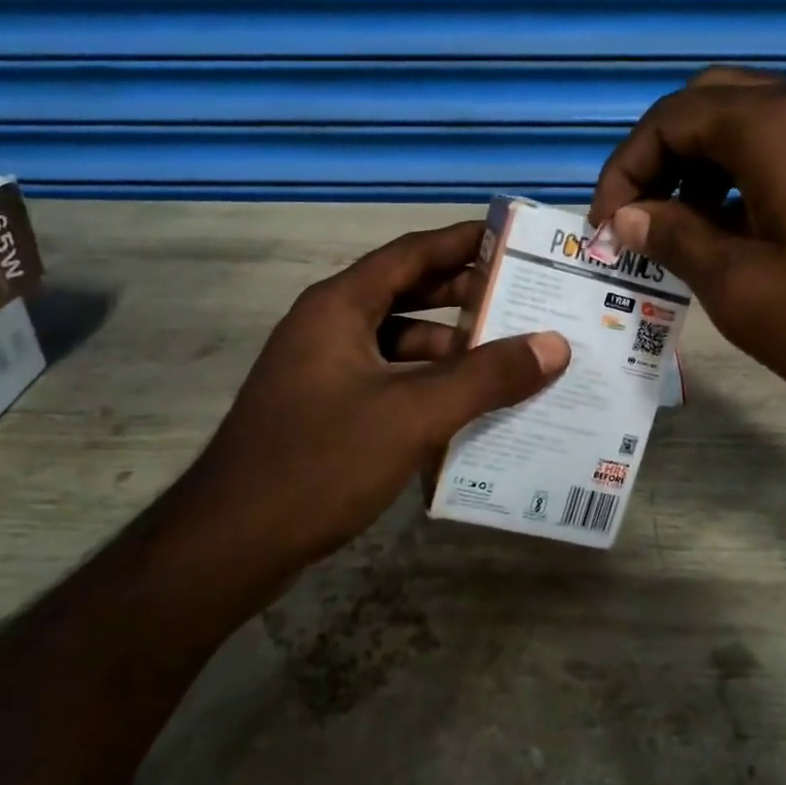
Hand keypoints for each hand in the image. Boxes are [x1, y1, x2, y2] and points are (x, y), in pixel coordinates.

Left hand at [187, 221, 569, 573]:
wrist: (231, 544)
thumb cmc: (320, 461)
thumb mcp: (413, 414)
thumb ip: (486, 377)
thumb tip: (554, 345)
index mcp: (340, 306)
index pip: (411, 253)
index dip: (463, 242)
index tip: (515, 240)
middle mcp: (328, 328)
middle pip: (407, 295)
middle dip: (465, 298)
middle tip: (526, 303)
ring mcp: (323, 372)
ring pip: (399, 345)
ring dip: (450, 350)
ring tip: (510, 361)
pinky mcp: (324, 412)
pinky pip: (388, 383)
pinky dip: (427, 387)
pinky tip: (467, 411)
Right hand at [587, 68, 785, 437]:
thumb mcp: (747, 292)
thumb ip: (676, 240)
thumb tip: (628, 215)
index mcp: (776, 124)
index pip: (669, 117)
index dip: (623, 169)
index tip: (607, 229)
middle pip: (711, 103)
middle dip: (663, 157)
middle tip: (643, 220)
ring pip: (756, 120)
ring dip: (707, 165)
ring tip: (688, 233)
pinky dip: (753, 174)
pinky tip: (749, 233)